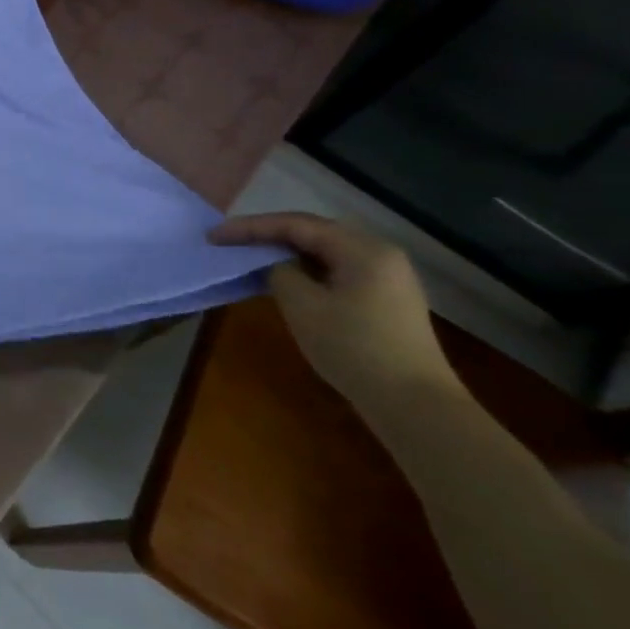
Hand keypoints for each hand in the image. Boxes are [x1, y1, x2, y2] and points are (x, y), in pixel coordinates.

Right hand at [209, 212, 459, 411]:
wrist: (415, 404)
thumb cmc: (354, 347)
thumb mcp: (302, 305)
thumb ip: (279, 271)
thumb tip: (274, 263)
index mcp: (362, 249)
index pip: (295, 225)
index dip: (250, 227)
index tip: (214, 235)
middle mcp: (379, 254)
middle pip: (313, 232)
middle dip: (268, 234)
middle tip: (230, 240)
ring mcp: (387, 277)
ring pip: (325, 251)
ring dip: (286, 251)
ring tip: (250, 256)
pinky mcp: (385, 298)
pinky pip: (336, 269)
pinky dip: (305, 268)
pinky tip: (284, 278)